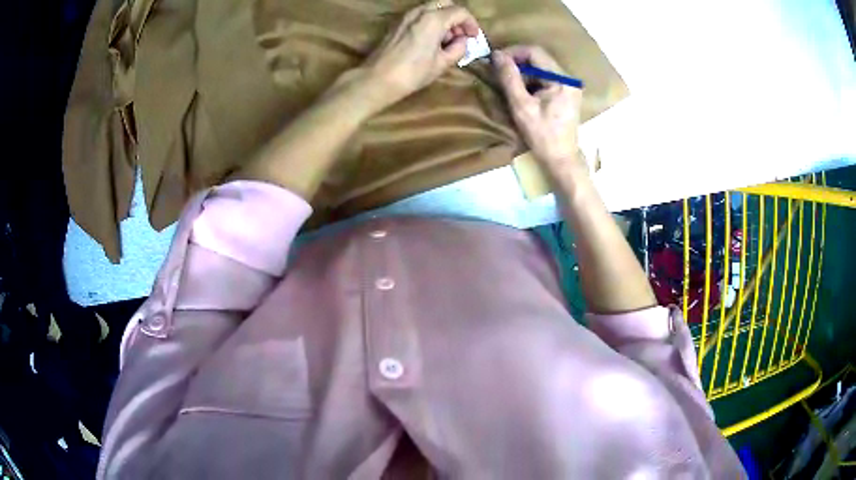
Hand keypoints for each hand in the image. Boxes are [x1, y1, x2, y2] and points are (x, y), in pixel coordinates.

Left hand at [363, 0, 479, 106]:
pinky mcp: (397, 24)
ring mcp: (406, 16)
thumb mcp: (442, 63)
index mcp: (434, 19)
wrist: (377, 79)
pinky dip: (430, 22)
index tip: (474, 37)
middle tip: (460, 35)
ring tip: (446, 41)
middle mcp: (419, 12)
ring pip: (431, 8)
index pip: (460, 12)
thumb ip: (458, 49)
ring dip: (443, 19)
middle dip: (456, 17)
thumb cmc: (412, 73)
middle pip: (445, 4)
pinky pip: (419, 15)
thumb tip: (462, 42)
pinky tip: (431, 41)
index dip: (471, 24)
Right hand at [493, 46, 585, 175]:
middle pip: (539, 58)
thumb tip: (496, 55)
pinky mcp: (567, 93)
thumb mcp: (521, 105)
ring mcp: (570, 86)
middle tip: (498, 70)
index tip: (495, 60)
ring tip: (507, 82)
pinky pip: (546, 78)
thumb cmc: (541, 135)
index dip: (513, 52)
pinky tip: (521, 91)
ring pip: (541, 67)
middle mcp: (569, 79)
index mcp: (562, 80)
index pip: (535, 52)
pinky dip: (531, 80)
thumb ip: (509, 78)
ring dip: (523, 72)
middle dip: (517, 62)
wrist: (561, 159)